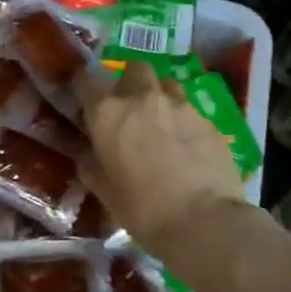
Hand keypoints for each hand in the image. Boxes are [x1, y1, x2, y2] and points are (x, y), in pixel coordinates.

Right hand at [76, 61, 247, 254]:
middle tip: (128, 106)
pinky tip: (186, 147)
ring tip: (160, 123)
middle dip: (129, 81)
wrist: (205, 222)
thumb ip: (91, 164)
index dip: (82, 85)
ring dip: (159, 96)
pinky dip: (183, 121)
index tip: (83, 96)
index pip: (85, 80)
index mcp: (108, 113)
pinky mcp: (208, 120)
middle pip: (134, 69)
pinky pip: (190, 110)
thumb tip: (87, 153)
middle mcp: (143, 98)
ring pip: (166, 84)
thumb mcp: (104, 192)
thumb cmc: (143, 210)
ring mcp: (180, 105)